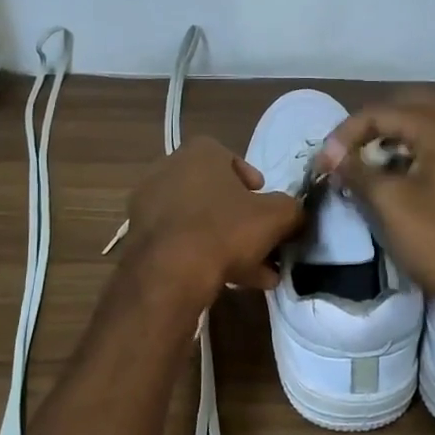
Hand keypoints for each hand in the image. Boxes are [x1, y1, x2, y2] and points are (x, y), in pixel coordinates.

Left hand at [121, 136, 304, 308]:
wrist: (170, 272)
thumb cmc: (225, 230)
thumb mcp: (276, 216)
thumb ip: (291, 210)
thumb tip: (295, 214)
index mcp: (199, 153)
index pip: (229, 158)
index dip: (251, 181)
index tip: (262, 201)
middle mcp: (168, 170)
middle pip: (214, 194)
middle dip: (240, 219)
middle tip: (261, 242)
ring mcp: (149, 205)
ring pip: (199, 222)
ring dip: (227, 243)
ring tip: (256, 273)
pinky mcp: (140, 237)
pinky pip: (181, 242)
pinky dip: (204, 256)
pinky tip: (231, 281)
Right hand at [318, 90, 434, 331]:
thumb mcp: (391, 204)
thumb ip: (359, 172)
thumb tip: (333, 154)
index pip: (384, 110)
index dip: (347, 132)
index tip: (325, 162)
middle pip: (412, 107)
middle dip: (375, 123)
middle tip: (349, 149)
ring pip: (428, 128)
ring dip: (395, 138)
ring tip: (367, 164)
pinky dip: (413, 155)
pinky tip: (396, 181)